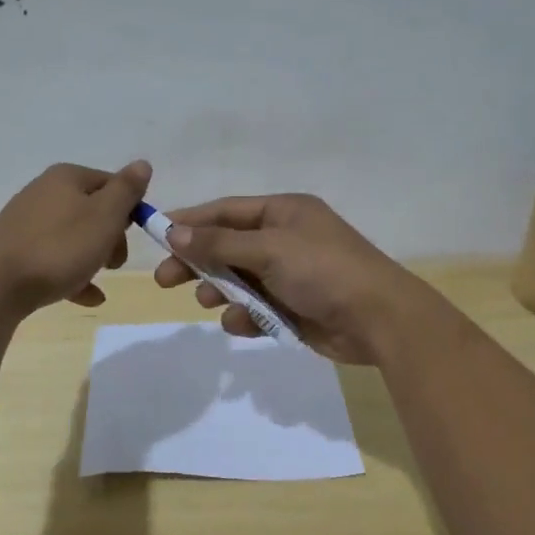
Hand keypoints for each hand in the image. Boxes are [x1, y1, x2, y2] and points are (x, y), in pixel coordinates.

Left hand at [0, 161, 150, 315]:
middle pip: (92, 211)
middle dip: (111, 238)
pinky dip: (73, 275)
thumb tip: (142, 164)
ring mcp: (27, 222)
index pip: (111, 184)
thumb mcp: (104, 216)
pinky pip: (54, 259)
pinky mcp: (16, 251)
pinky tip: (88, 297)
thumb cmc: (59, 247)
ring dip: (93, 258)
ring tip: (99, 282)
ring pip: (74, 237)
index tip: (134, 236)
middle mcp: (44, 192)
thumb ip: (126, 190)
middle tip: (114, 262)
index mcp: (67, 177)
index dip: (129, 209)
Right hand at [151, 194, 436, 363]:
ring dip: (220, 291)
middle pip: (227, 247)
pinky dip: (245, 316)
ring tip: (209, 302)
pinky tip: (242, 323)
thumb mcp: (268, 249)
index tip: (156, 235)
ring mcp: (290, 275)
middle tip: (164, 280)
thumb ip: (218, 243)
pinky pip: (257, 309)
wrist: (378, 319)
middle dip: (198, 262)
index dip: (190, 221)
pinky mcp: (294, 308)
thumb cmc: (323, 270)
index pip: (226, 211)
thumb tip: (174, 232)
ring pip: (239, 280)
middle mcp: (285, 239)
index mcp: (283, 212)